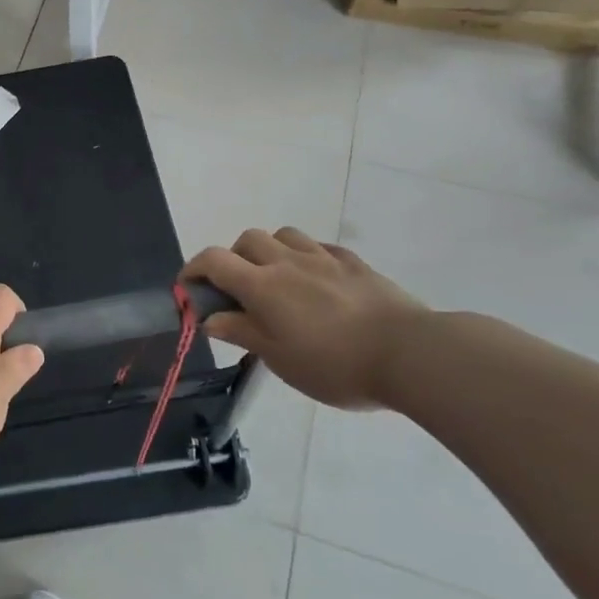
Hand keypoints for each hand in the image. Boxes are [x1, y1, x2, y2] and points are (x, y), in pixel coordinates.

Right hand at [181, 228, 426, 409]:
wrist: (410, 354)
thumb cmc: (334, 364)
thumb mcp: (279, 359)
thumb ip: (242, 333)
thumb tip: (210, 318)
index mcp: (262, 285)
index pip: (213, 261)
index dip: (194, 269)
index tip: (188, 289)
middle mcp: (287, 262)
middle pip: (247, 240)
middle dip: (233, 258)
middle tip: (238, 290)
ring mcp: (324, 258)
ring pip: (284, 235)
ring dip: (270, 250)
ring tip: (277, 279)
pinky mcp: (355, 263)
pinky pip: (320, 247)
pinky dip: (306, 257)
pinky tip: (316, 281)